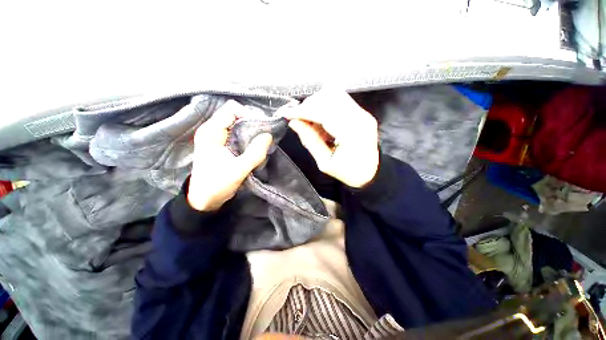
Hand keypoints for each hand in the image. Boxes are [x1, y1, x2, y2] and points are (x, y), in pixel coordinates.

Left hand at [188, 100, 272, 210]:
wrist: (203, 199)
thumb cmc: (217, 184)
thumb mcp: (238, 170)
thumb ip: (255, 153)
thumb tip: (268, 135)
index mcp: (211, 131)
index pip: (231, 109)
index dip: (249, 115)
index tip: (261, 129)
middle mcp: (211, 129)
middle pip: (235, 115)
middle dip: (252, 124)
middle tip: (264, 137)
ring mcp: (216, 137)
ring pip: (237, 124)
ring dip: (250, 131)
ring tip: (260, 143)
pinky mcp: (221, 144)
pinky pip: (237, 133)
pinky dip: (247, 137)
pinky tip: (253, 147)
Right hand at [279, 88, 378, 187]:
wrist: (371, 173)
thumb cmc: (348, 173)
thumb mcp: (325, 163)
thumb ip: (310, 141)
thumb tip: (294, 123)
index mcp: (352, 134)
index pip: (324, 112)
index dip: (303, 111)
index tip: (286, 114)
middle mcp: (360, 118)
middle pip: (329, 97)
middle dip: (309, 106)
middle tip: (299, 120)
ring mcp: (363, 113)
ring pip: (334, 94)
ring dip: (317, 104)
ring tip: (311, 122)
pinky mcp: (361, 112)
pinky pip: (339, 101)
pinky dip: (325, 107)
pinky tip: (321, 122)